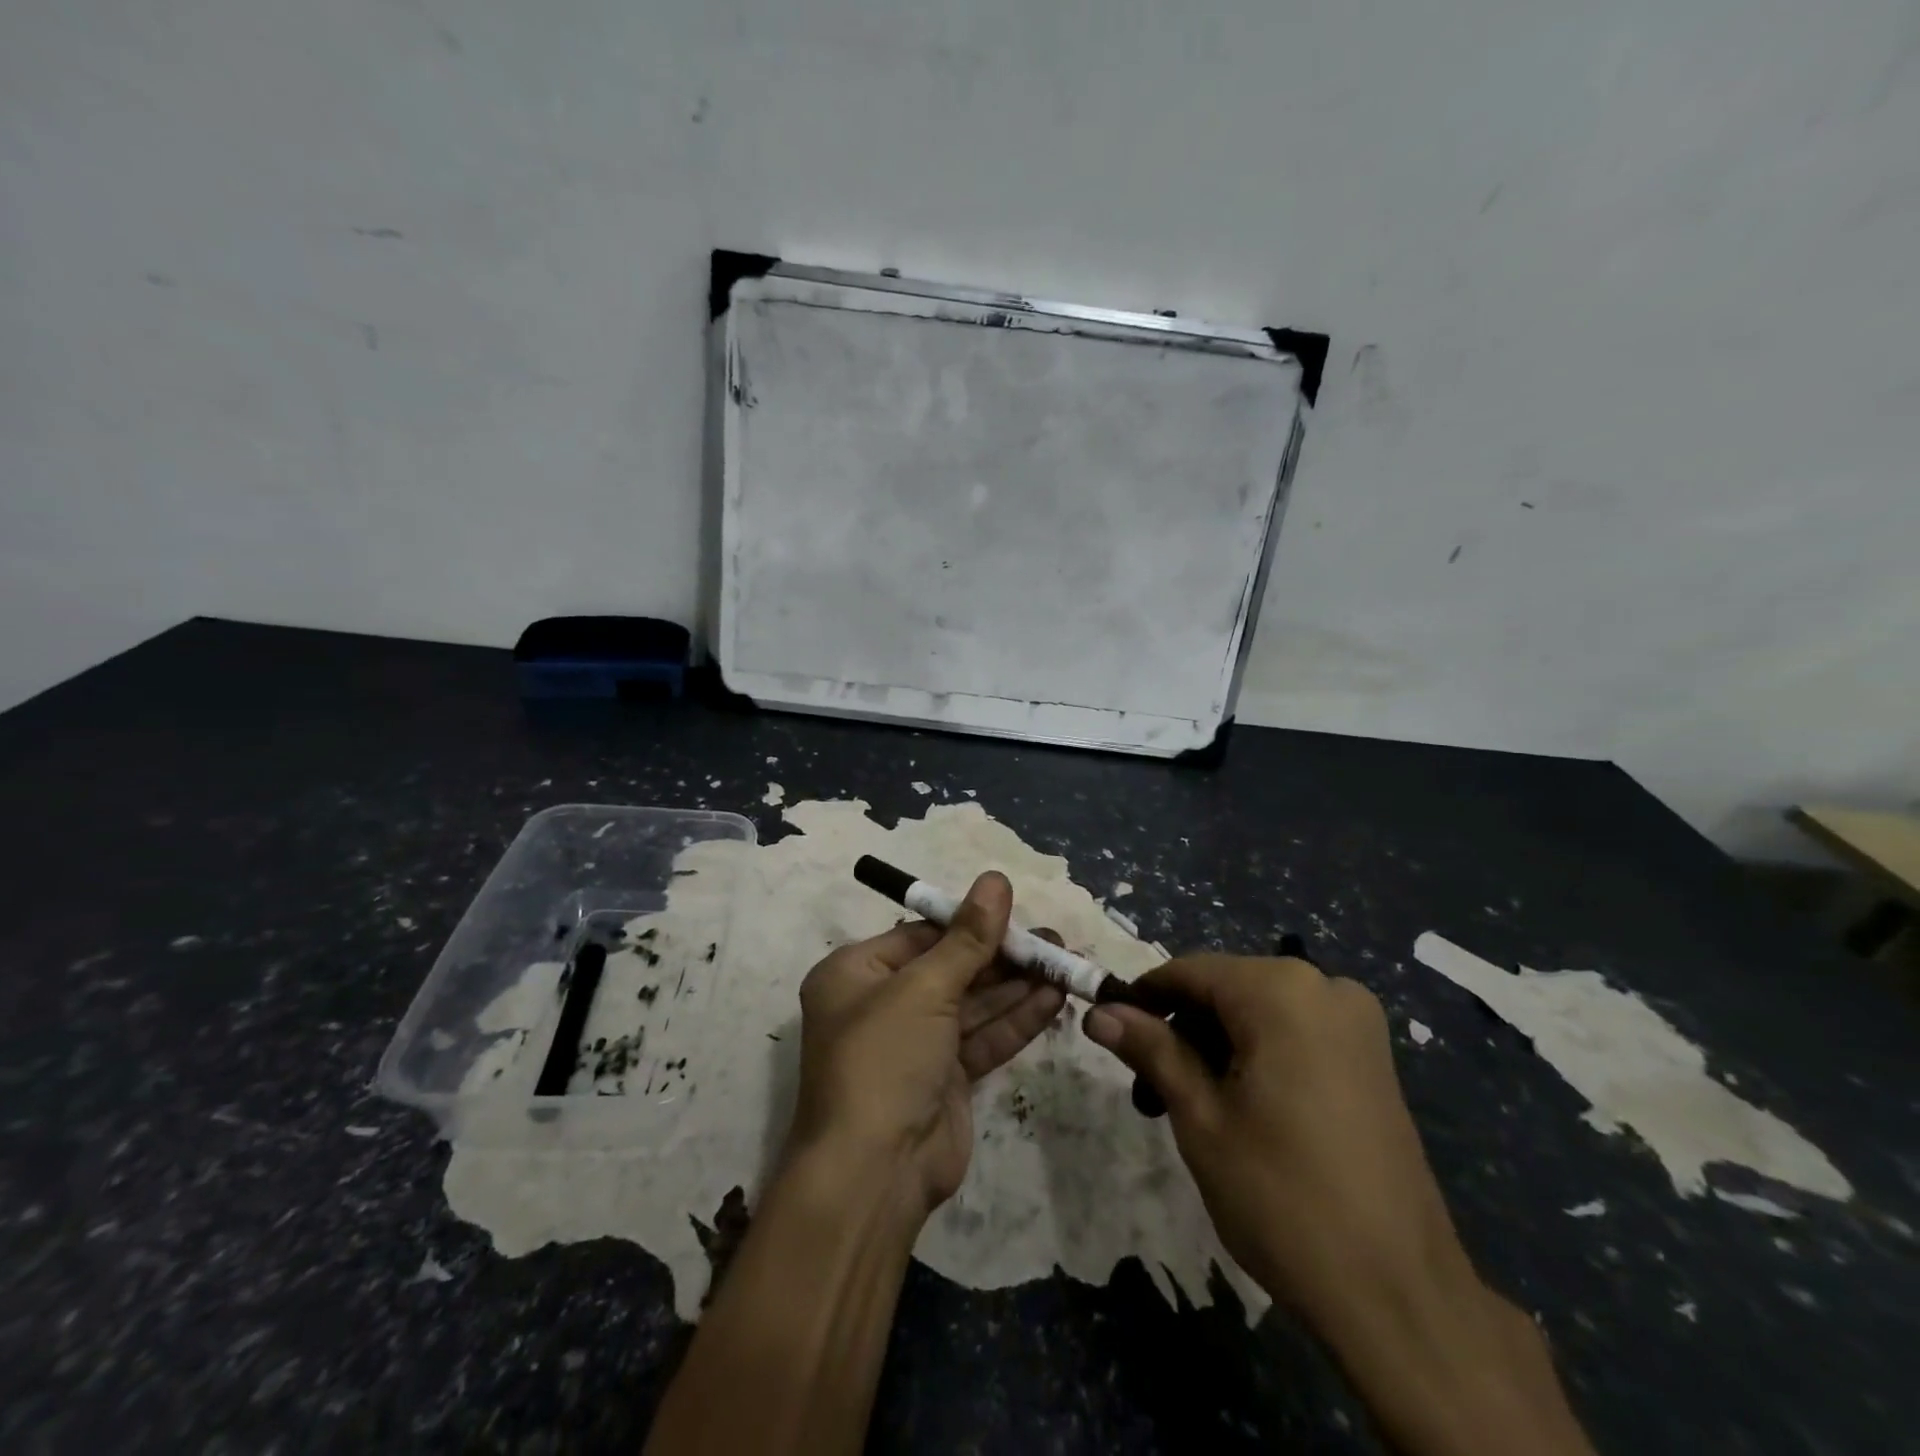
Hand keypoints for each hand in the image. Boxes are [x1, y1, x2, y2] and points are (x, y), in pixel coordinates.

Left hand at [784, 872, 1065, 1219]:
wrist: (873, 1175)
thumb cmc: (884, 1060)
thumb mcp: (924, 988)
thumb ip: (968, 937)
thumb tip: (996, 879)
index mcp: (856, 974)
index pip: (920, 935)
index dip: (969, 923)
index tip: (1016, 912)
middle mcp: (882, 1004)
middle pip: (951, 967)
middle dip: (1002, 956)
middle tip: (1053, 942)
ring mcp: (915, 1045)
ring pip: (972, 1004)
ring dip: (1017, 986)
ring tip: (1065, 963)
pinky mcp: (944, 1079)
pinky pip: (982, 1038)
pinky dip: (1016, 1020)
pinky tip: (1054, 999)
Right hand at [1083, 954, 1465, 1320]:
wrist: (1401, 1298)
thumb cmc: (1283, 1198)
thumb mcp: (1200, 1118)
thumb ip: (1151, 1050)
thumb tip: (1099, 1011)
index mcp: (1281, 991)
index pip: (1189, 972)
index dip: (1142, 998)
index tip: (1109, 1031)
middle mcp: (1324, 987)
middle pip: (1225, 989)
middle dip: (1181, 1032)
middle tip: (1150, 1094)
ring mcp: (1356, 1022)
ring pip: (1258, 1012)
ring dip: (1215, 1047)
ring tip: (1189, 1109)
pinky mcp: (1372, 1058)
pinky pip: (1294, 1033)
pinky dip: (1256, 1056)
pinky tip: (1241, 1109)